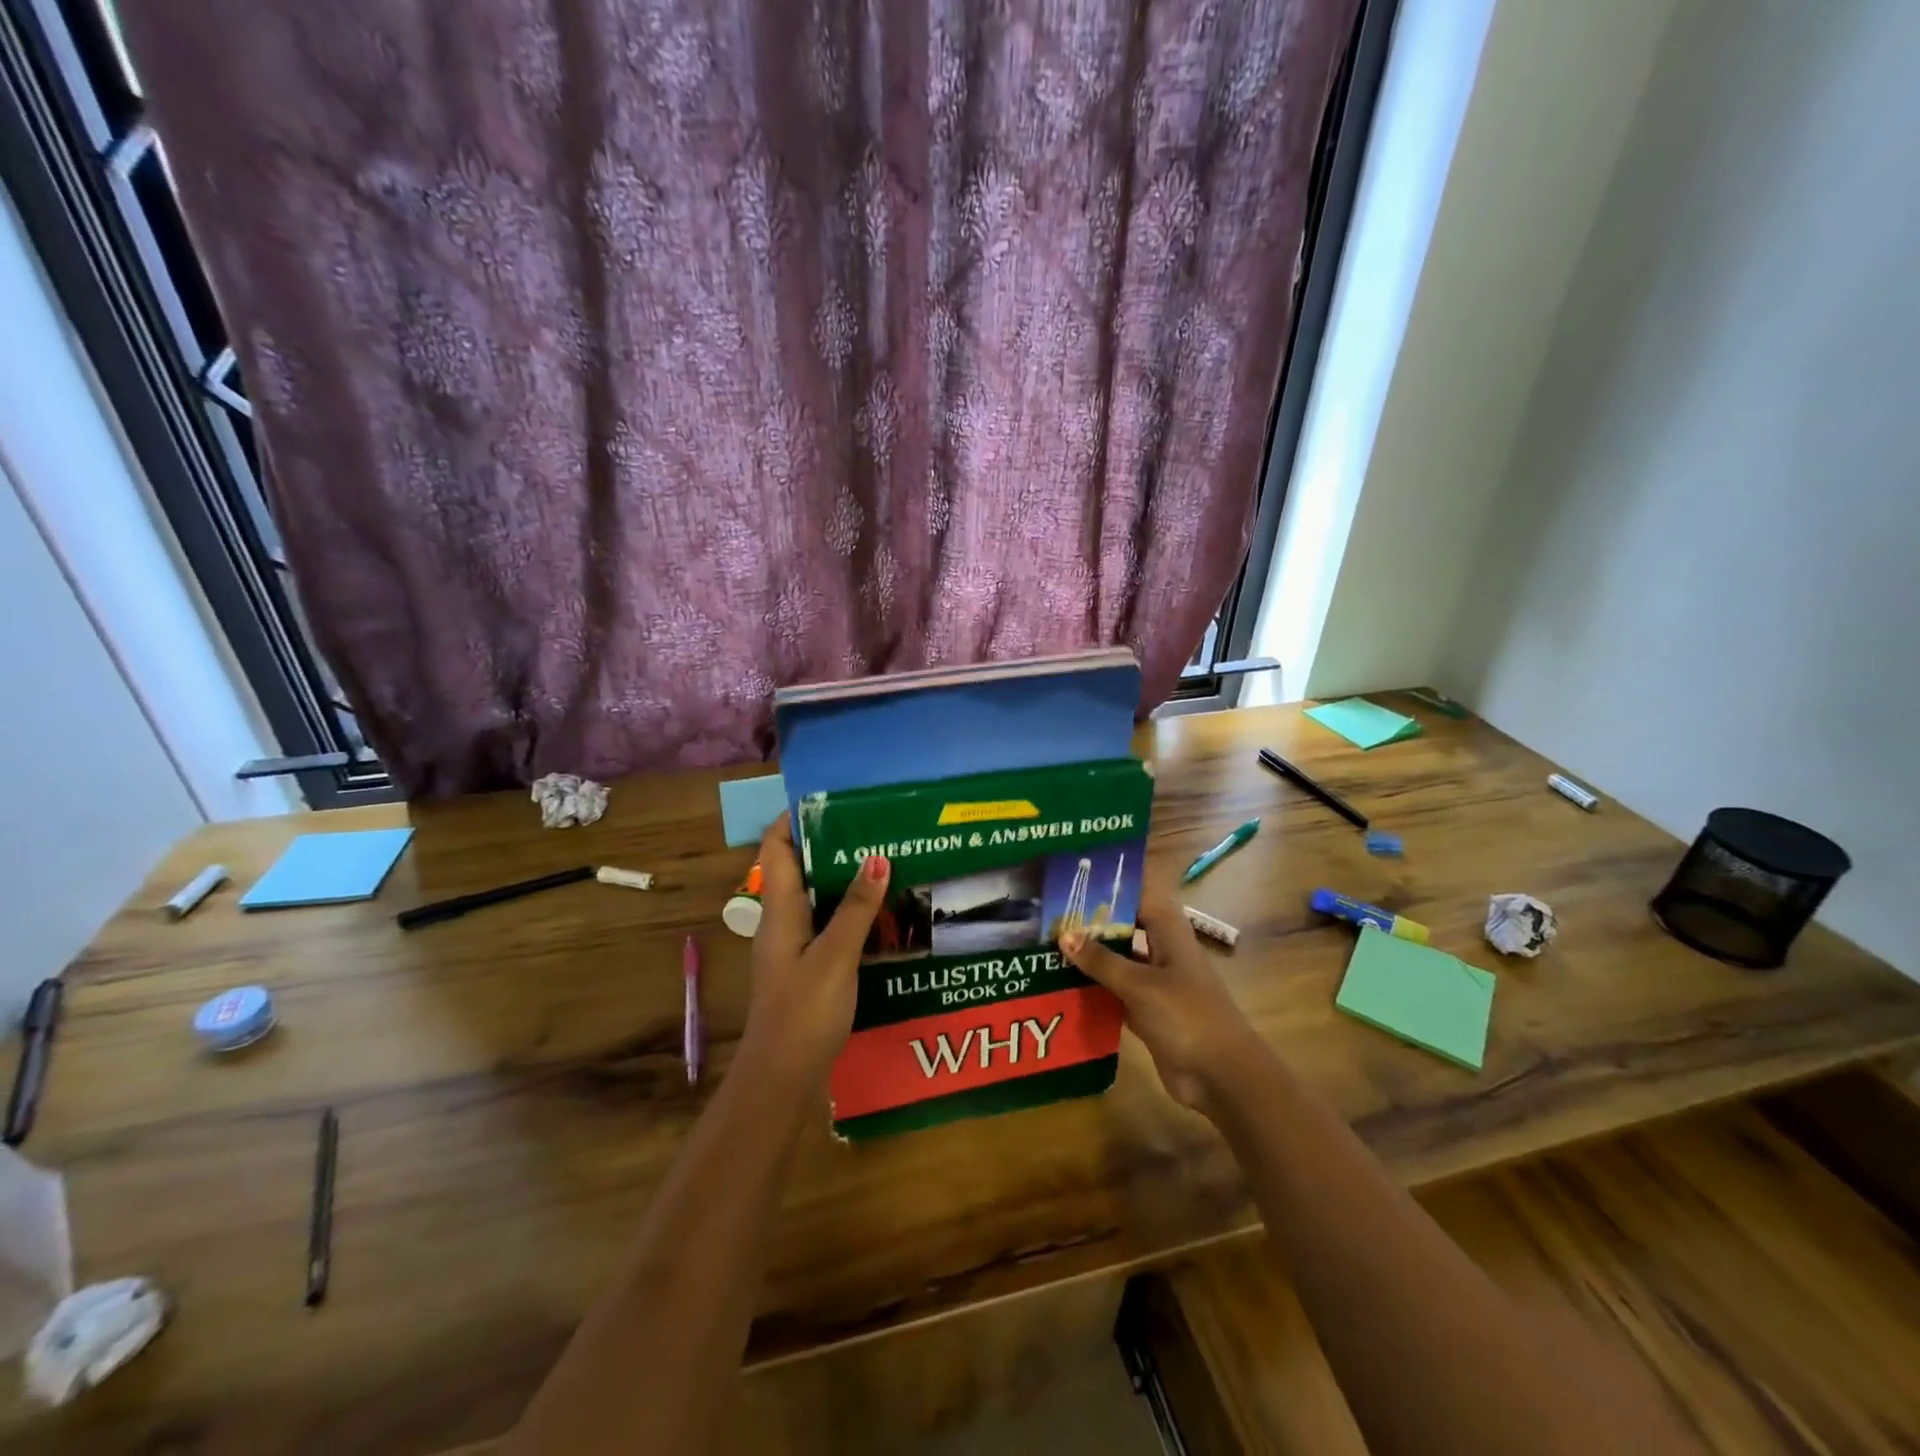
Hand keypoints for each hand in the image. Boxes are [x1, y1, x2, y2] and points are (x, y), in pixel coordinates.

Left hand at [743, 814, 890, 1085]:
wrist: (783, 1078)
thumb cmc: (804, 1011)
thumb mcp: (836, 955)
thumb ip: (857, 907)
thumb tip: (877, 855)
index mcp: (779, 909)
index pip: (777, 846)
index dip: (797, 818)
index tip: (834, 799)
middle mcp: (782, 920)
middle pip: (799, 867)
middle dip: (832, 844)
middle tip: (875, 826)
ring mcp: (794, 945)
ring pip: (816, 896)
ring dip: (844, 877)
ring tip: (887, 859)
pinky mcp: (808, 966)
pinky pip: (828, 923)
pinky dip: (850, 909)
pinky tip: (883, 911)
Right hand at [1059, 875, 1262, 1117]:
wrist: (1222, 1076)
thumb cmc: (1186, 1016)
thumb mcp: (1140, 985)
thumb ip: (1101, 961)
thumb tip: (1063, 935)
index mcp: (1168, 930)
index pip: (1139, 892)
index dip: (1112, 881)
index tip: (1075, 874)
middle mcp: (1162, 949)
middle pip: (1125, 924)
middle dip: (1092, 919)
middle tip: (1050, 911)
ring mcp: (1156, 981)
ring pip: (1118, 958)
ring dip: (1090, 954)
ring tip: (1047, 943)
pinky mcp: (1148, 1011)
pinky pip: (1115, 991)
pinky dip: (1094, 987)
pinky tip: (1061, 984)